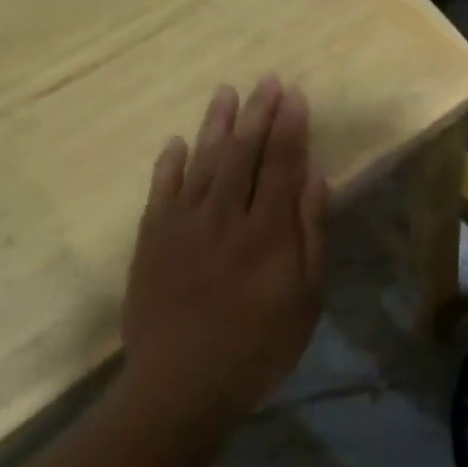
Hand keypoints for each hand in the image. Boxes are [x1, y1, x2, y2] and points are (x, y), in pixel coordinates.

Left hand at [122, 77, 327, 425]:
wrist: (182, 386)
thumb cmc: (260, 345)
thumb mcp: (307, 297)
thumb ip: (311, 234)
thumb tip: (315, 179)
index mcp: (268, 231)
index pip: (282, 165)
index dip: (290, 128)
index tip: (295, 95)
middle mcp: (225, 217)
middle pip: (244, 155)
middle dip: (258, 115)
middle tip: (267, 81)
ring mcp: (183, 226)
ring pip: (203, 164)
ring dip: (216, 126)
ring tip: (227, 93)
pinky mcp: (152, 242)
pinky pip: (160, 192)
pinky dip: (169, 165)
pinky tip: (177, 142)